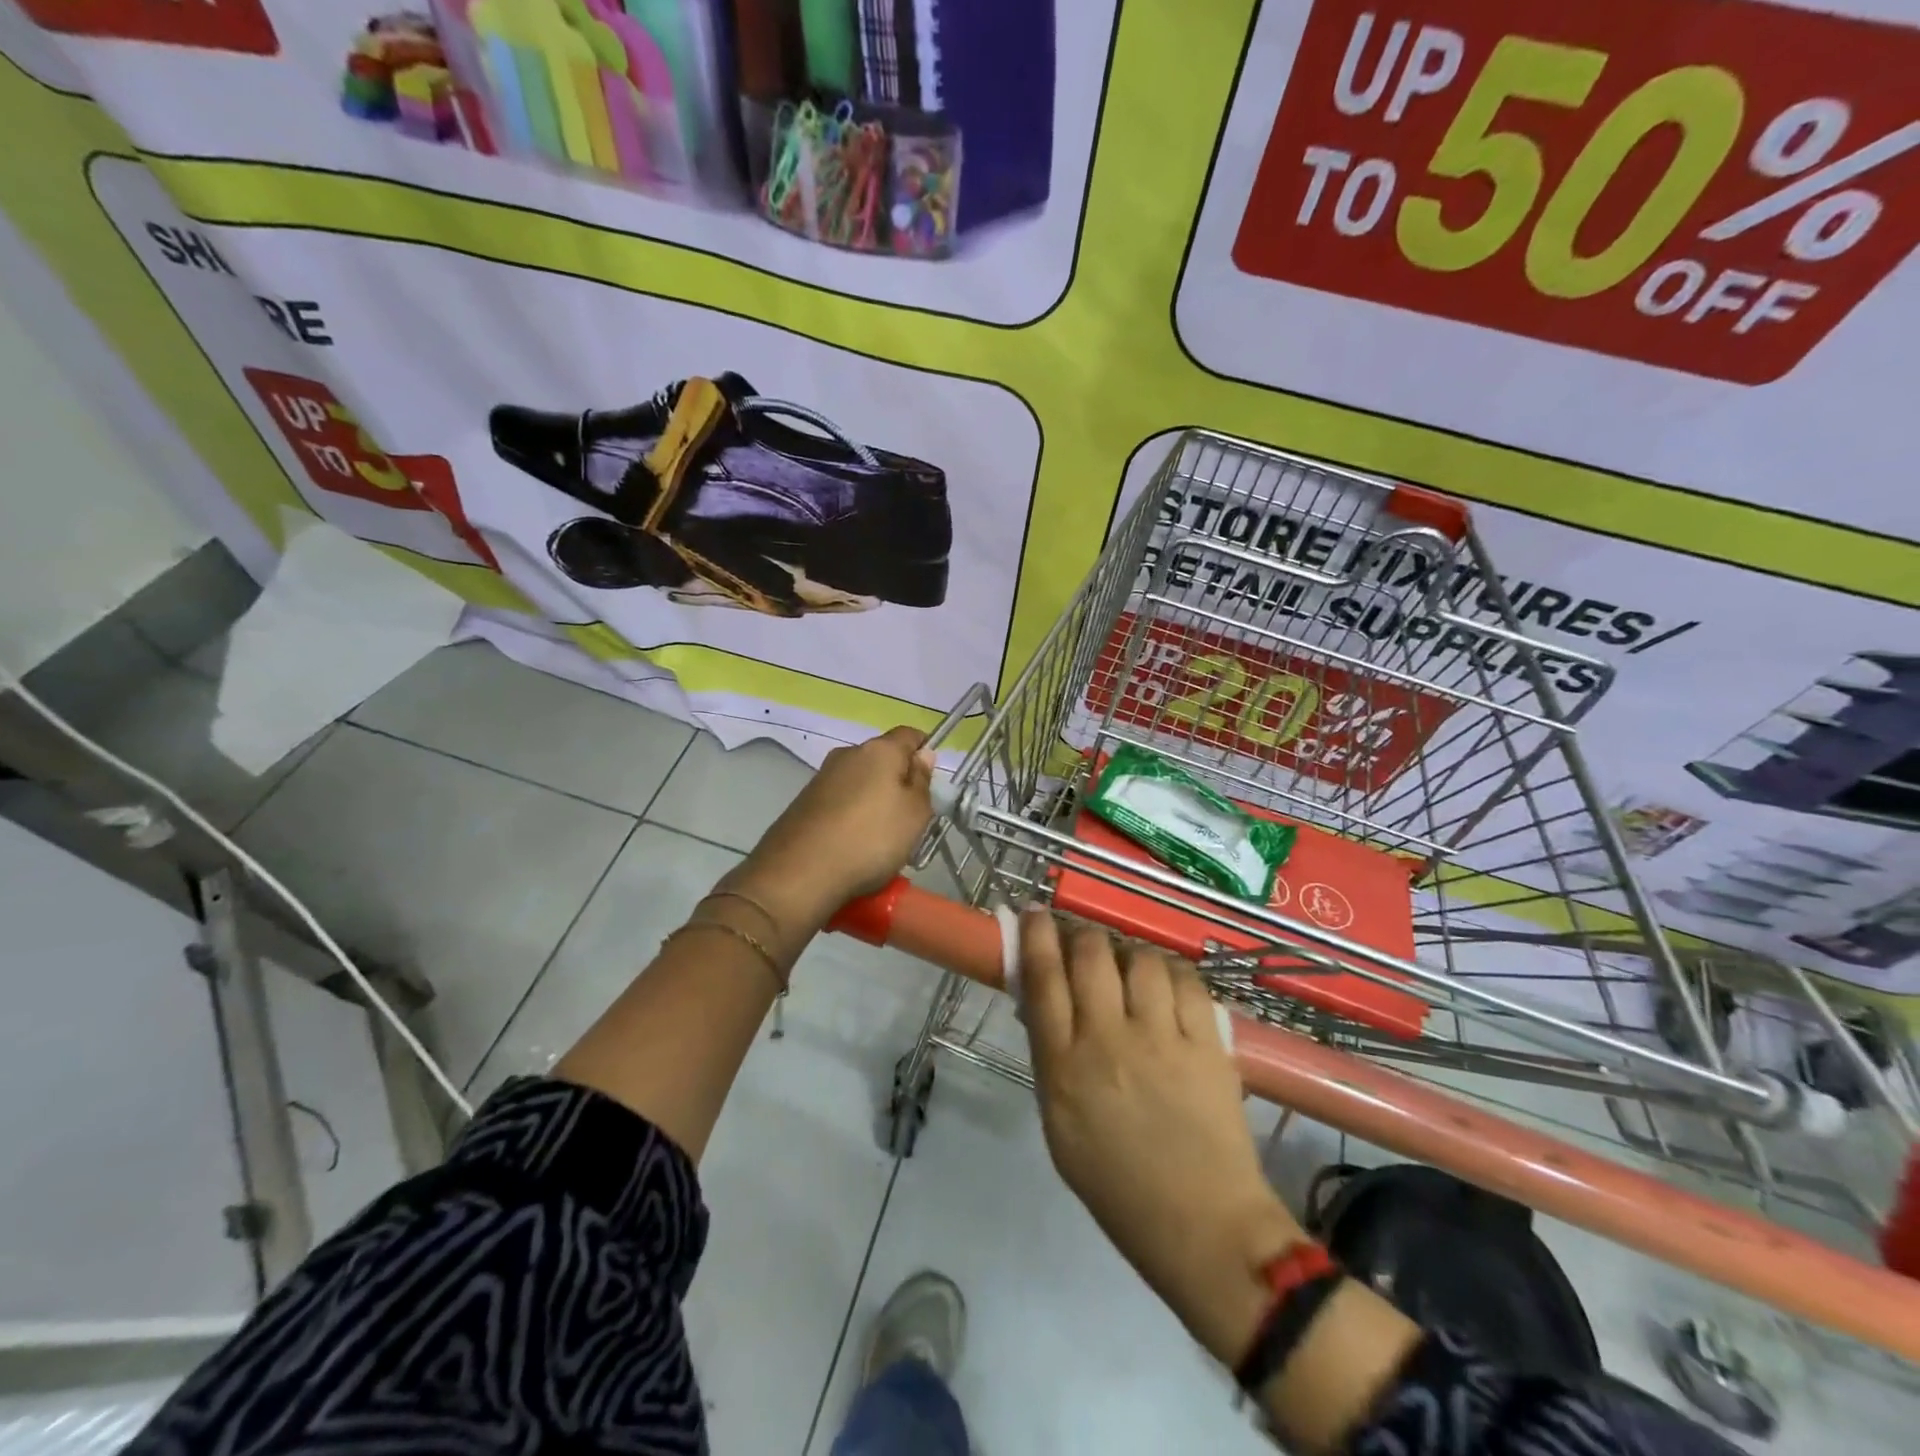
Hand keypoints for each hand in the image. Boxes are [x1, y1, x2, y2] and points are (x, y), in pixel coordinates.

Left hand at [730, 726, 935, 927]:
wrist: (799, 874)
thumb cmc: (871, 839)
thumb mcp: (915, 814)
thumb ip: (922, 781)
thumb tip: (923, 754)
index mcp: (879, 749)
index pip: (910, 735)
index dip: (925, 752)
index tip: (931, 783)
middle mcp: (848, 754)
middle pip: (883, 758)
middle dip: (899, 781)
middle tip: (910, 818)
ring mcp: (822, 777)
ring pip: (860, 781)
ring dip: (874, 801)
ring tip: (881, 838)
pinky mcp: (804, 802)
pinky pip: (840, 801)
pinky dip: (851, 816)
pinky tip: (853, 845)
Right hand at [1019, 912, 1304, 1364]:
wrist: (1203, 1227)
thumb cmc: (1118, 1185)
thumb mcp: (1060, 1124)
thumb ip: (1052, 1058)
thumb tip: (1045, 1001)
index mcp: (1064, 1068)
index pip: (1042, 979)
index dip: (1035, 936)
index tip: (1034, 913)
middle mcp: (1108, 1041)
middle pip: (1090, 954)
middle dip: (1082, 934)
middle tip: (1083, 941)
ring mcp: (1162, 1039)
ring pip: (1140, 959)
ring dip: (1130, 954)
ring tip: (1131, 968)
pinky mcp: (1207, 1043)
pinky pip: (1186, 981)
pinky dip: (1172, 973)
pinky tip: (1168, 985)